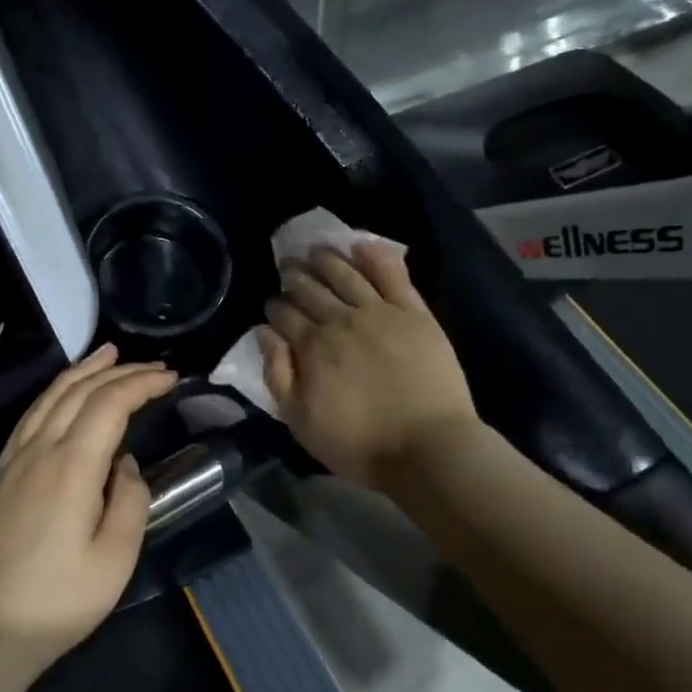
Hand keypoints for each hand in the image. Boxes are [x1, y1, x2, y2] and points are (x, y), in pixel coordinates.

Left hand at [0, 344, 175, 674]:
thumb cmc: (58, 602)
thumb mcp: (115, 560)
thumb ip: (130, 501)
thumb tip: (126, 464)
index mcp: (71, 468)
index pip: (109, 404)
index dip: (142, 383)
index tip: (172, 377)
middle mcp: (40, 451)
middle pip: (80, 392)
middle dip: (120, 371)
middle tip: (154, 365)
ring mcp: (14, 461)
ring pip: (51, 397)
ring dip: (84, 371)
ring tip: (109, 353)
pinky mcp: (0, 475)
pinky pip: (31, 416)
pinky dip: (54, 391)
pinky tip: (64, 392)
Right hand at [258, 242, 478, 490]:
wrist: (427, 447)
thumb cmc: (359, 444)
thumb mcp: (301, 421)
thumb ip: (278, 374)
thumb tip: (264, 334)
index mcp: (312, 346)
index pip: (285, 314)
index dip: (275, 306)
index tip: (272, 304)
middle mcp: (341, 320)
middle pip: (311, 288)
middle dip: (294, 276)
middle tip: (288, 268)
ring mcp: (379, 311)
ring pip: (346, 273)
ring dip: (326, 259)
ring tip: (316, 251)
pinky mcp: (413, 312)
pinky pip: (392, 273)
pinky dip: (374, 255)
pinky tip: (361, 245)